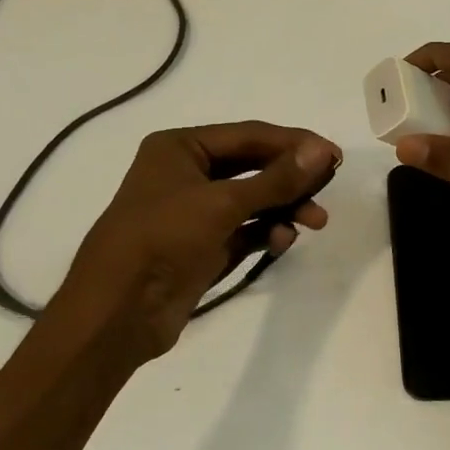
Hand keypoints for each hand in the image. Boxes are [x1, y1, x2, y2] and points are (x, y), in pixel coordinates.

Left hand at [45, 122, 339, 367]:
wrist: (116, 313)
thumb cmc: (162, 240)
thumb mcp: (221, 204)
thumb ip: (275, 180)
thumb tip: (321, 152)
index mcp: (180, 148)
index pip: (248, 135)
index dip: (293, 143)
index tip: (333, 156)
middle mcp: (186, 174)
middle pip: (252, 166)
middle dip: (291, 179)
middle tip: (328, 186)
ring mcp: (193, 213)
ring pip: (251, 201)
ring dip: (283, 208)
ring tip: (315, 222)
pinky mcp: (201, 248)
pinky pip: (243, 231)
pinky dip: (265, 232)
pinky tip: (283, 240)